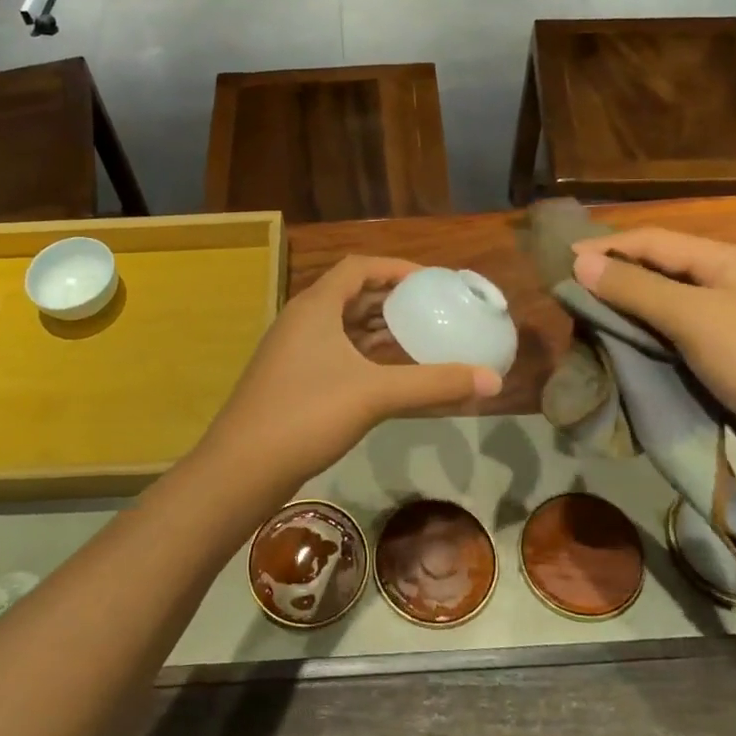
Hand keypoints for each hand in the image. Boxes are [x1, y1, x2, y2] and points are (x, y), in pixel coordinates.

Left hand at [197, 256, 501, 496]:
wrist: (242, 467)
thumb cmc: (307, 415)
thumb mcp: (375, 394)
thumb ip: (434, 384)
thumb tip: (494, 380)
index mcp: (315, 306)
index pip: (358, 267)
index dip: (395, 268)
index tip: (431, 281)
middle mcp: (300, 320)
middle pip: (350, 294)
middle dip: (390, 299)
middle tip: (430, 309)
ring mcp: (291, 351)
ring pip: (341, 326)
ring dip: (376, 329)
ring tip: (416, 338)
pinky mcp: (289, 379)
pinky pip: (333, 352)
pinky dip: (362, 354)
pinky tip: (386, 375)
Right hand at [572, 229, 735, 469]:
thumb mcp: (694, 319)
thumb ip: (636, 290)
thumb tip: (581, 264)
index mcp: (726, 261)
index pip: (653, 241)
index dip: (606, 247)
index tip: (561, 263)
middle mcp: (727, 284)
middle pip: (658, 271)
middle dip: (613, 280)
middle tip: (569, 297)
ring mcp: (729, 323)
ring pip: (663, 308)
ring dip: (626, 314)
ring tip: (585, 324)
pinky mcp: (727, 358)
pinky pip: (674, 339)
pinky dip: (645, 342)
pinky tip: (620, 351)